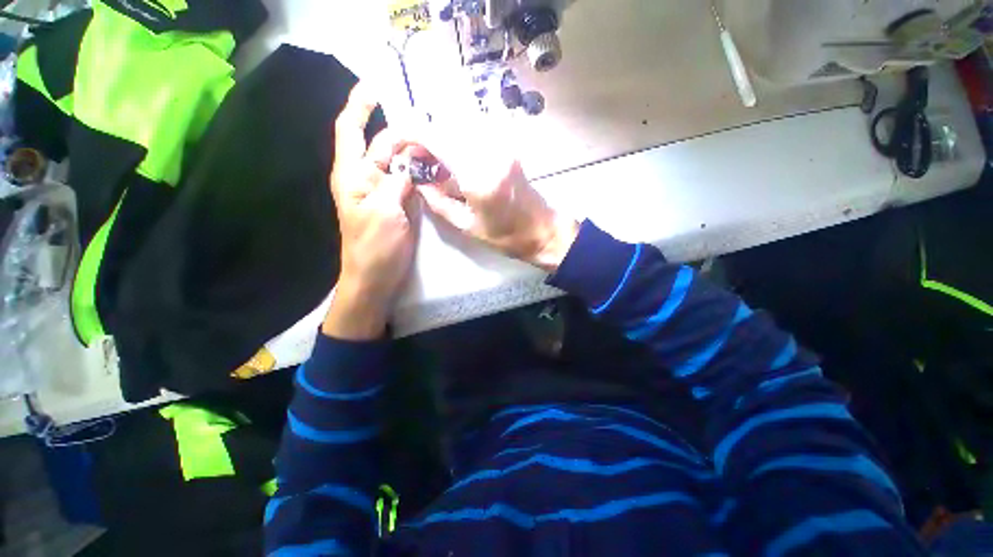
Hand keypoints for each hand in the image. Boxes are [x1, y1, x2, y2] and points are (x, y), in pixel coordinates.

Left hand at [323, 84, 419, 339]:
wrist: (375, 278)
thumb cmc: (374, 248)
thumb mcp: (385, 213)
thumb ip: (397, 183)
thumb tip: (410, 161)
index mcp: (353, 175)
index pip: (351, 130)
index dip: (360, 106)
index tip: (376, 86)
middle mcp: (366, 178)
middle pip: (383, 145)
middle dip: (402, 132)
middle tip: (431, 124)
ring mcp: (385, 192)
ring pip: (399, 163)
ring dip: (414, 151)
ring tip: (437, 140)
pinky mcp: (398, 205)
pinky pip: (409, 181)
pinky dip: (420, 172)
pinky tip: (436, 166)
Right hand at [415, 123, 578, 272]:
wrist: (543, 230)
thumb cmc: (506, 236)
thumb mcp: (467, 226)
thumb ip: (438, 202)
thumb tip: (418, 181)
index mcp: (478, 175)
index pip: (435, 137)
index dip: (409, 134)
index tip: (396, 146)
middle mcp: (489, 152)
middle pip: (445, 126)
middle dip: (423, 138)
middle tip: (416, 162)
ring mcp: (501, 146)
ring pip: (458, 127)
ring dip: (439, 140)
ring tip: (433, 165)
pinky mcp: (506, 148)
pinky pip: (473, 135)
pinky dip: (455, 144)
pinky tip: (454, 164)